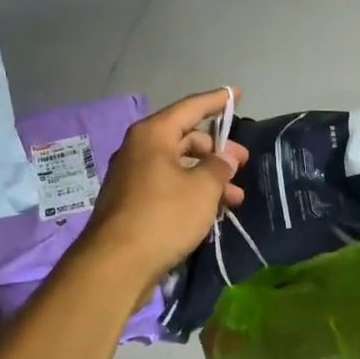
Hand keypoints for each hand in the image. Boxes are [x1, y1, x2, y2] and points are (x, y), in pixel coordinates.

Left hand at [82, 89, 249, 286]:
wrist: (117, 264)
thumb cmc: (164, 215)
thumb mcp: (203, 189)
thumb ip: (219, 167)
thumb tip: (225, 158)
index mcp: (152, 135)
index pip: (190, 108)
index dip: (216, 101)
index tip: (237, 94)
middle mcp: (139, 150)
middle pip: (184, 139)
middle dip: (216, 151)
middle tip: (242, 164)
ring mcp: (132, 177)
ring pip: (178, 167)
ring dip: (207, 178)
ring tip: (235, 198)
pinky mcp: (132, 204)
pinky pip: (168, 187)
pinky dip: (191, 193)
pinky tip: (211, 211)